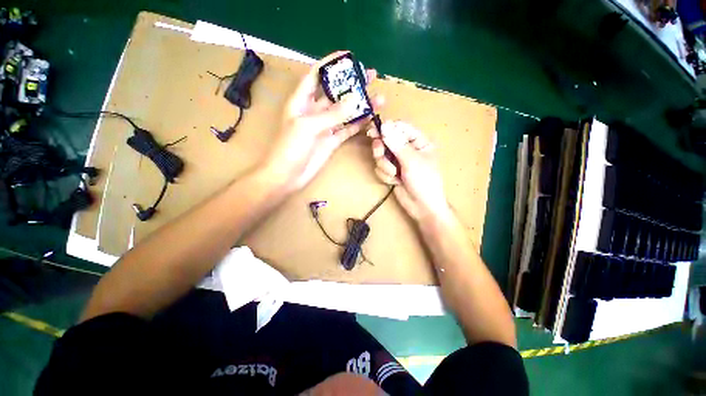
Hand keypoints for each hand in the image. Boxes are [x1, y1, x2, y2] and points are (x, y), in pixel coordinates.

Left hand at [261, 51, 382, 190]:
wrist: (288, 176)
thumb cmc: (290, 148)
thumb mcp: (308, 127)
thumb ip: (332, 114)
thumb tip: (354, 99)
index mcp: (302, 101)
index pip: (316, 76)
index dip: (330, 64)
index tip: (348, 56)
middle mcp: (314, 111)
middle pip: (335, 93)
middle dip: (352, 84)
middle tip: (371, 76)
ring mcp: (325, 127)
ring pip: (345, 112)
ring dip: (360, 105)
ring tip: (378, 97)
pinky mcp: (332, 141)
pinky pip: (347, 129)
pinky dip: (358, 123)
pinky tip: (370, 117)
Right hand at [368, 121, 449, 220]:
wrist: (422, 207)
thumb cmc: (423, 182)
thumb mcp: (412, 161)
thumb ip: (397, 143)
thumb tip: (384, 125)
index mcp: (418, 142)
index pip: (400, 128)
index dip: (387, 128)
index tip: (374, 130)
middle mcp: (407, 149)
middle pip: (387, 140)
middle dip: (382, 150)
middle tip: (380, 153)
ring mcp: (398, 161)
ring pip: (381, 155)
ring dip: (385, 166)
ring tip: (394, 175)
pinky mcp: (391, 172)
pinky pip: (380, 168)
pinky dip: (385, 175)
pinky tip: (394, 182)